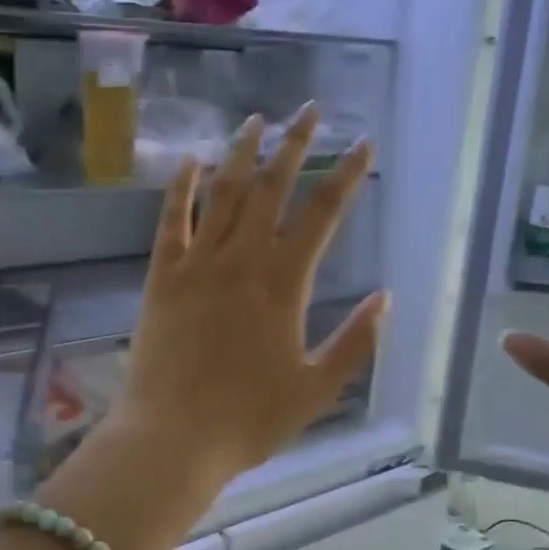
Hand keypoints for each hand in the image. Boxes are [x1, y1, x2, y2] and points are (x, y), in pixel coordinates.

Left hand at [113, 105, 386, 484]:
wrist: (172, 438)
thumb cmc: (248, 420)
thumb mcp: (317, 390)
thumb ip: (356, 342)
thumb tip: (387, 297)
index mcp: (284, 287)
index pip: (322, 215)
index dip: (345, 175)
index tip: (363, 144)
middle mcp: (241, 262)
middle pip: (271, 189)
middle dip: (294, 146)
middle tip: (310, 111)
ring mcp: (197, 265)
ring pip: (222, 195)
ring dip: (240, 153)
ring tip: (257, 120)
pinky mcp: (161, 277)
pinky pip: (171, 222)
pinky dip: (181, 188)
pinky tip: (191, 160)